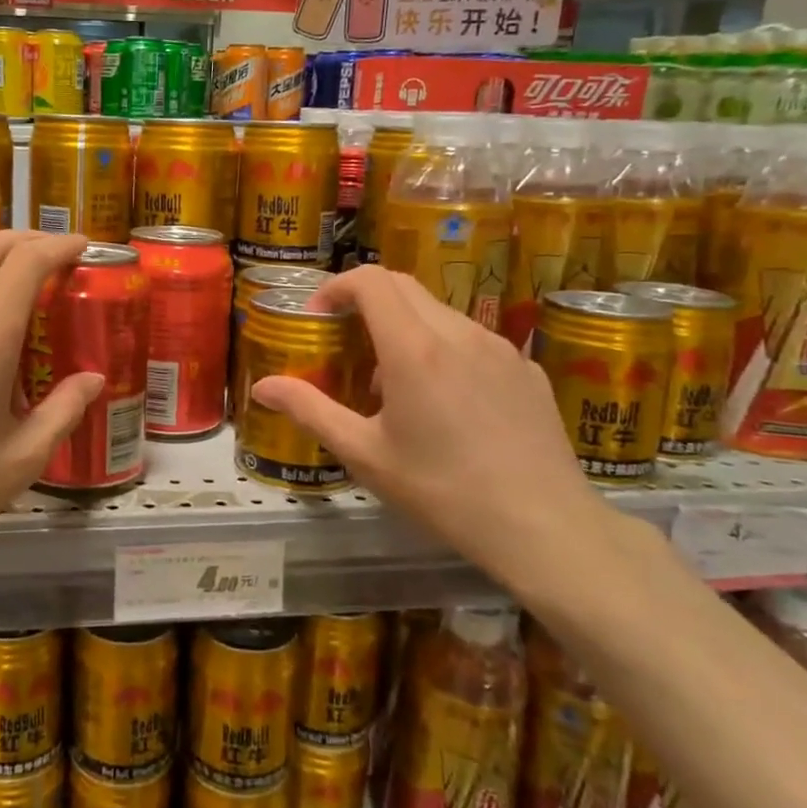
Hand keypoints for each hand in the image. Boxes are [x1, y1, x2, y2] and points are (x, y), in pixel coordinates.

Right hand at [249, 265, 615, 589]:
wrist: (544, 526)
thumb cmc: (441, 490)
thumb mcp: (364, 455)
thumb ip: (310, 411)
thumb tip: (262, 386)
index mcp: (413, 348)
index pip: (370, 280)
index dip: (336, 287)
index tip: (319, 318)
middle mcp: (458, 333)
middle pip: (404, 286)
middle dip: (366, 301)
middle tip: (346, 343)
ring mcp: (500, 348)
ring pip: (440, 312)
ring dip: (405, 327)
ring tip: (393, 383)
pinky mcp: (527, 369)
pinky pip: (474, 340)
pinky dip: (444, 350)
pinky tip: (446, 403)